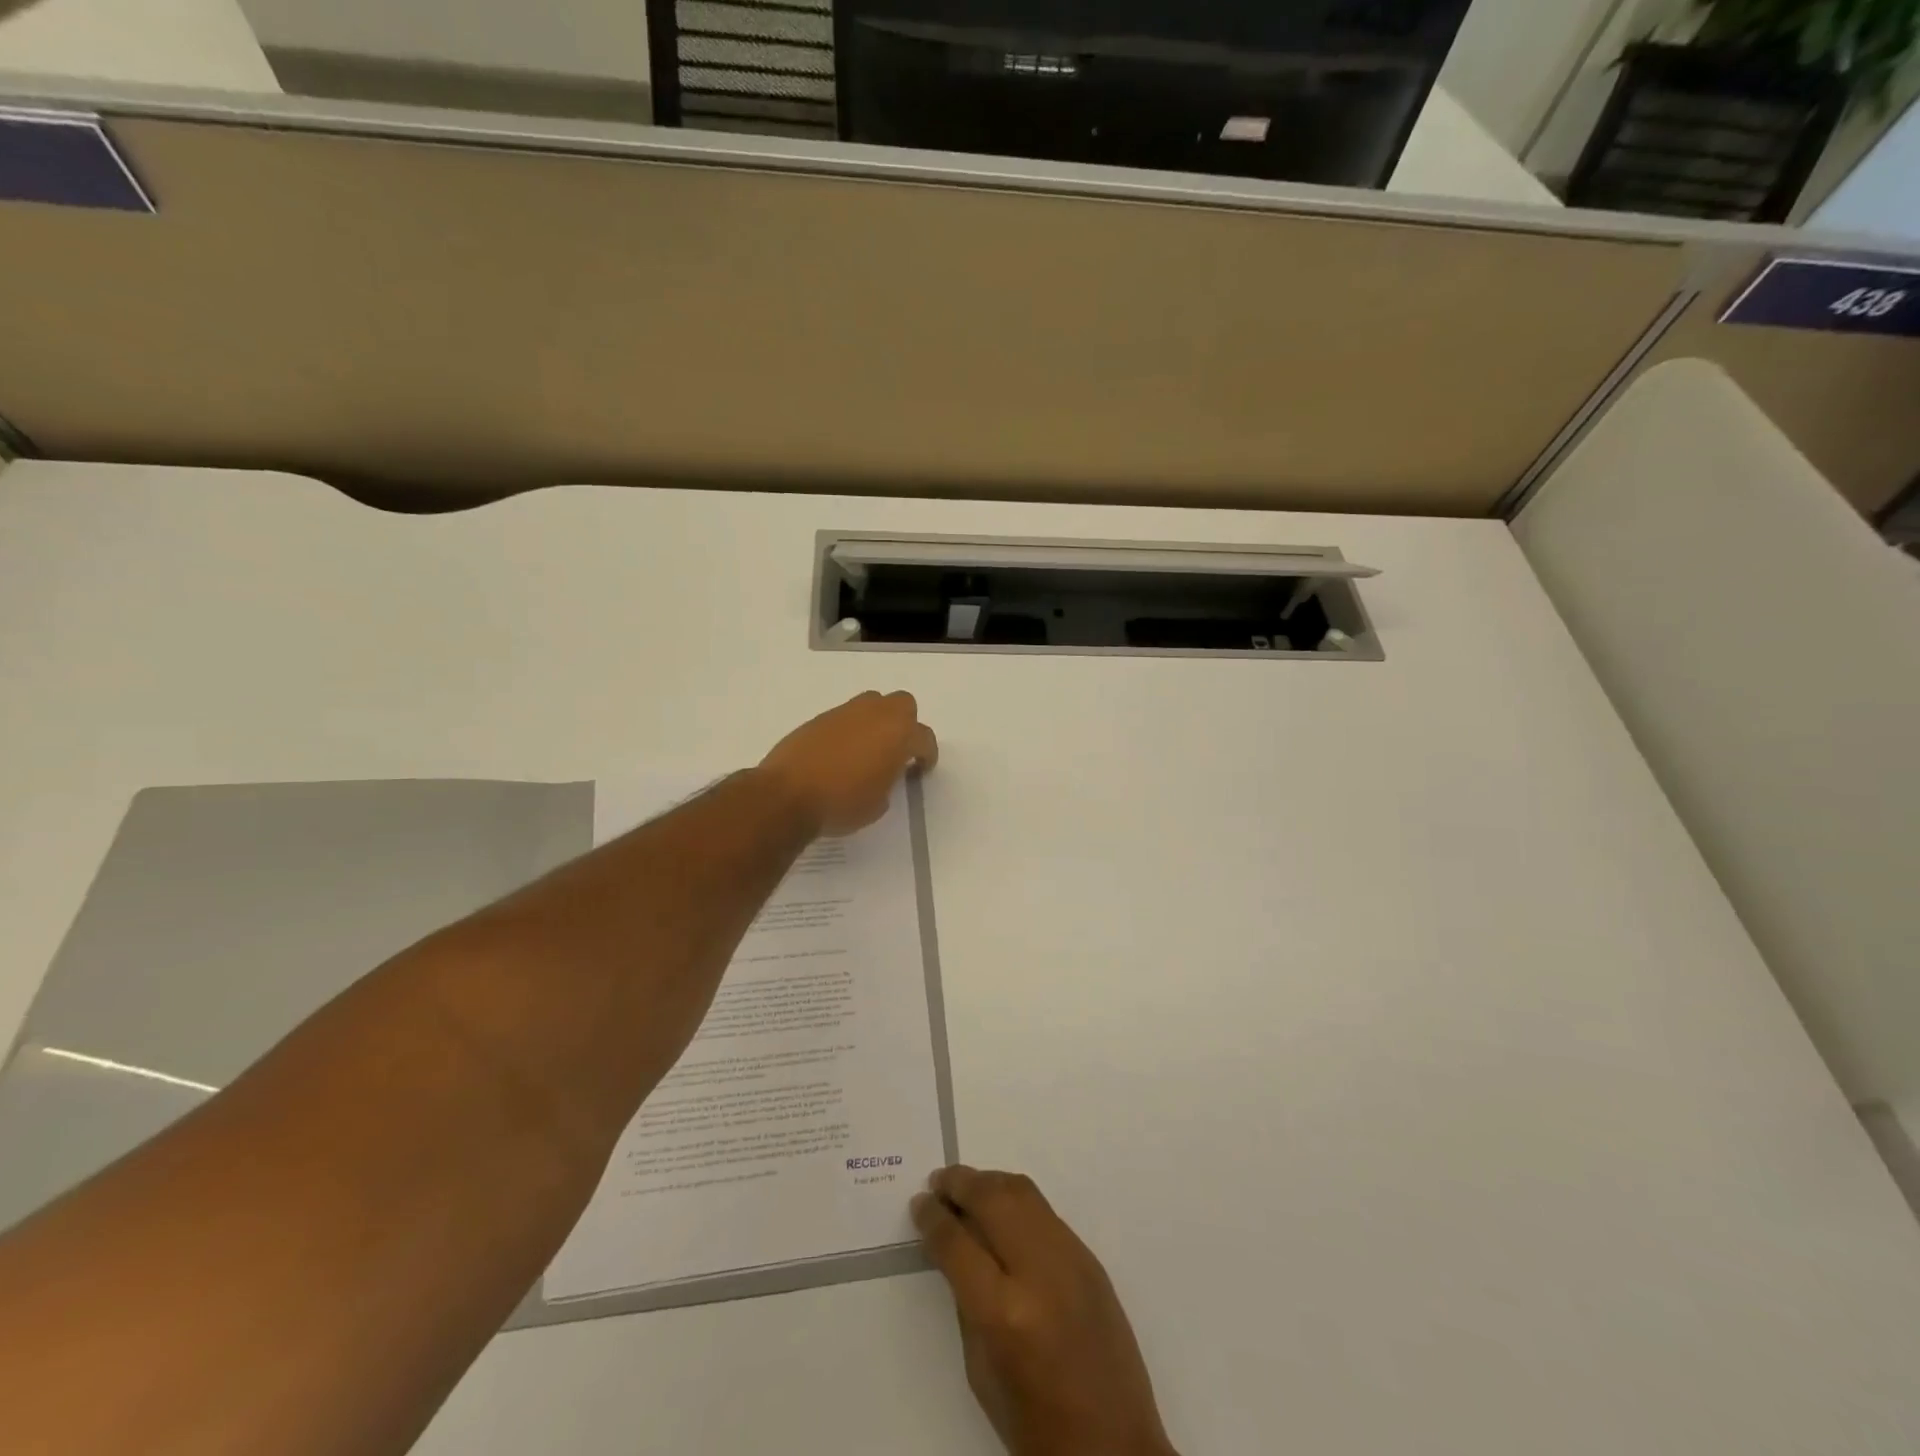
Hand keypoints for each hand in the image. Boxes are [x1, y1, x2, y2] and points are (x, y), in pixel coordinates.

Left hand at [757, 691, 938, 836]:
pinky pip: (845, 716)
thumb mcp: (878, 803)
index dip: (927, 754)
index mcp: (898, 735)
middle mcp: (875, 715)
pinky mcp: (819, 718)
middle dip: (905, 724)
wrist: (787, 795)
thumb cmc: (842, 803)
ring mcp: (845, 712)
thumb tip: (881, 773)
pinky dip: (850, 729)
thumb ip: (888, 781)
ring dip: (877, 721)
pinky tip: (840, 753)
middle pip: (903, 704)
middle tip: (897, 750)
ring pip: (872, 703)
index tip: (920, 769)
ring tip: (868, 749)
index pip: (924, 737)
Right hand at [913, 1167, 1175, 1455]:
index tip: (919, 1204)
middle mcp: (1039, 1273)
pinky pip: (1045, 1212)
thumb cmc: (1036, 1424)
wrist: (1115, 1446)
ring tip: (966, 1187)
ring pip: (1022, 1192)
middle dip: (960, 1184)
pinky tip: (1001, 1211)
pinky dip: (1016, 1200)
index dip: (933, 1218)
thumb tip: (954, 1246)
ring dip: (988, 1182)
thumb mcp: (982, 1372)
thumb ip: (966, 1301)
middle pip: (992, 1201)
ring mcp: (1071, 1259)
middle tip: (938, 1182)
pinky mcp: (1090, 1258)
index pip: (958, 1243)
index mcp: (1005, 1313)